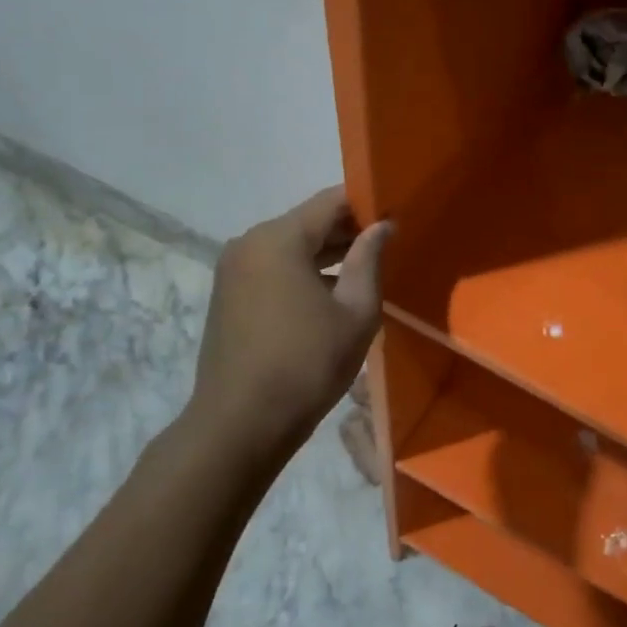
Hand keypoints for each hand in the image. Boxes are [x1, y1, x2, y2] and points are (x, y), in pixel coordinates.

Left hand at [185, 187, 392, 452]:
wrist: (239, 425)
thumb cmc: (307, 364)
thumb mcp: (356, 312)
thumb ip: (369, 260)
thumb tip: (382, 226)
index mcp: (278, 239)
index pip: (331, 201)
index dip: (367, 204)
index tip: (398, 215)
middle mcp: (249, 243)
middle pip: (308, 222)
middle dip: (348, 230)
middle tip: (389, 244)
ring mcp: (233, 270)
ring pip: (291, 246)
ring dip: (327, 253)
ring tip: (367, 268)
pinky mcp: (228, 295)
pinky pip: (274, 268)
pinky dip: (303, 272)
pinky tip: (332, 293)